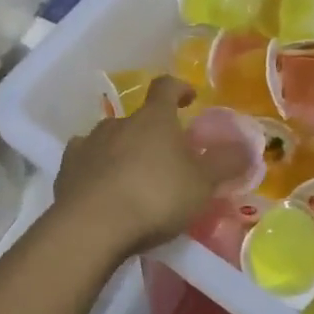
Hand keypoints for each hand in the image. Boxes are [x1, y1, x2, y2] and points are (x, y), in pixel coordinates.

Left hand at [50, 76, 248, 261]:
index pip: (166, 87)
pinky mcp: (66, 170)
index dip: (179, 88)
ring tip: (133, 176)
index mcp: (153, 119)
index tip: (189, 97)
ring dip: (122, 150)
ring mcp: (87, 144)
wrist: (92, 226)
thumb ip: (225, 163)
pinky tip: (102, 189)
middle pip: (137, 119)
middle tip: (166, 157)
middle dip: (152, 132)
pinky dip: (96, 169)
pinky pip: (85, 162)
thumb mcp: (202, 183)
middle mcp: (118, 123)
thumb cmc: (155, 196)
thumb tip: (248, 145)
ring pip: (109, 139)